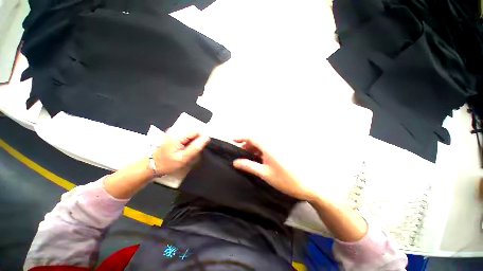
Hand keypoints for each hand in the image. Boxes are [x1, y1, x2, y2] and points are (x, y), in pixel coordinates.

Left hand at [153, 131, 209, 174]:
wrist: (151, 165)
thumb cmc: (167, 163)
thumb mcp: (183, 158)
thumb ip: (195, 147)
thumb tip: (207, 137)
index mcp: (178, 135)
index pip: (197, 131)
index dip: (200, 139)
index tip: (198, 148)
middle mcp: (175, 130)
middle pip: (194, 130)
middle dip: (197, 139)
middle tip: (192, 150)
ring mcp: (173, 130)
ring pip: (191, 132)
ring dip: (193, 139)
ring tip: (187, 149)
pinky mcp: (173, 133)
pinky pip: (186, 134)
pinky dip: (188, 139)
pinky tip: (184, 147)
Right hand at [232, 138, 317, 201]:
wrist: (308, 185)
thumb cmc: (285, 180)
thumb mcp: (264, 173)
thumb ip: (249, 166)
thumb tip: (235, 162)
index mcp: (269, 147)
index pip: (252, 137)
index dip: (242, 137)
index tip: (233, 141)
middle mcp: (274, 144)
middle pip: (257, 140)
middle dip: (248, 144)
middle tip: (241, 153)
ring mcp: (279, 148)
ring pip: (263, 144)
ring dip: (254, 148)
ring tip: (248, 157)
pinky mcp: (282, 152)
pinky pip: (268, 148)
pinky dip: (261, 151)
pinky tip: (259, 159)